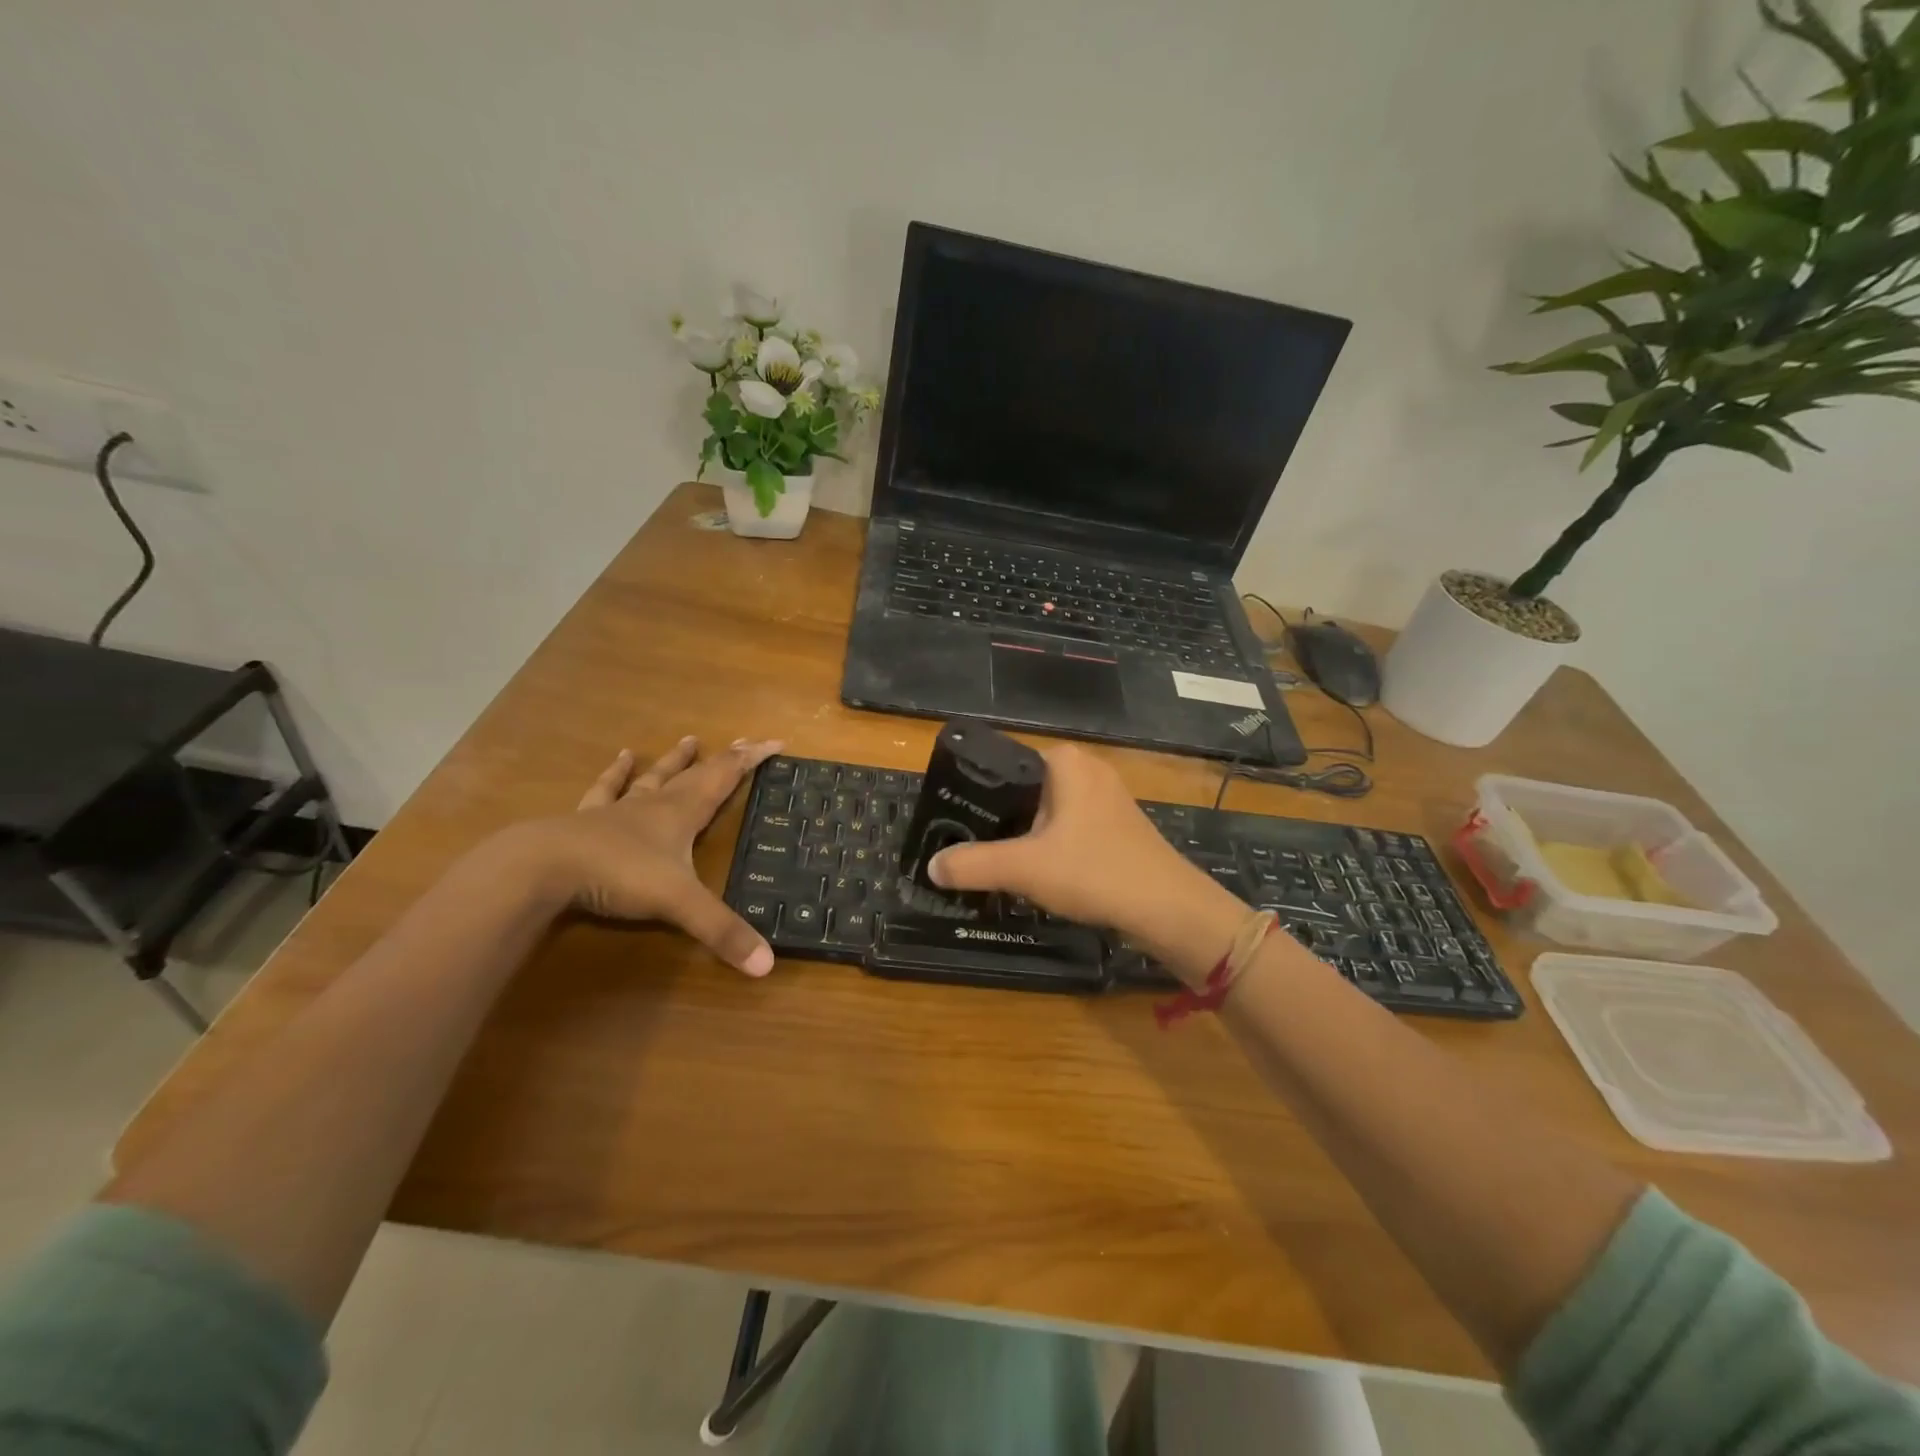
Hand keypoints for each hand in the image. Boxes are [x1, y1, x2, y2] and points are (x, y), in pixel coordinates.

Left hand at [524, 735, 784, 975]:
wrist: (544, 866)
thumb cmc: (619, 875)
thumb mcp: (679, 904)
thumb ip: (721, 932)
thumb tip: (767, 965)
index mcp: (682, 813)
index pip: (725, 778)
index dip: (751, 760)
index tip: (775, 741)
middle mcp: (655, 804)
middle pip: (696, 774)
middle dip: (723, 759)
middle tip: (742, 741)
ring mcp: (619, 810)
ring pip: (655, 777)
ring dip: (674, 760)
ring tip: (688, 740)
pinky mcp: (588, 820)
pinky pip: (607, 790)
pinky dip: (617, 773)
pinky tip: (621, 757)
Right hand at [927, 743, 1245, 980]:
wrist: (1168, 909)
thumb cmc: (1094, 871)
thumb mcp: (1024, 868)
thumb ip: (973, 864)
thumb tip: (931, 867)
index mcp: (1065, 762)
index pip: (1004, 763)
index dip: (976, 792)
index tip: (952, 820)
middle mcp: (1087, 770)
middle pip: (1024, 790)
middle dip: (997, 818)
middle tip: (965, 845)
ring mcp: (1106, 798)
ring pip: (1047, 812)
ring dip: (1023, 836)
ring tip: (992, 861)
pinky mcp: (1117, 827)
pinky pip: (1068, 829)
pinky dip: (1049, 846)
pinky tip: (1036, 874)